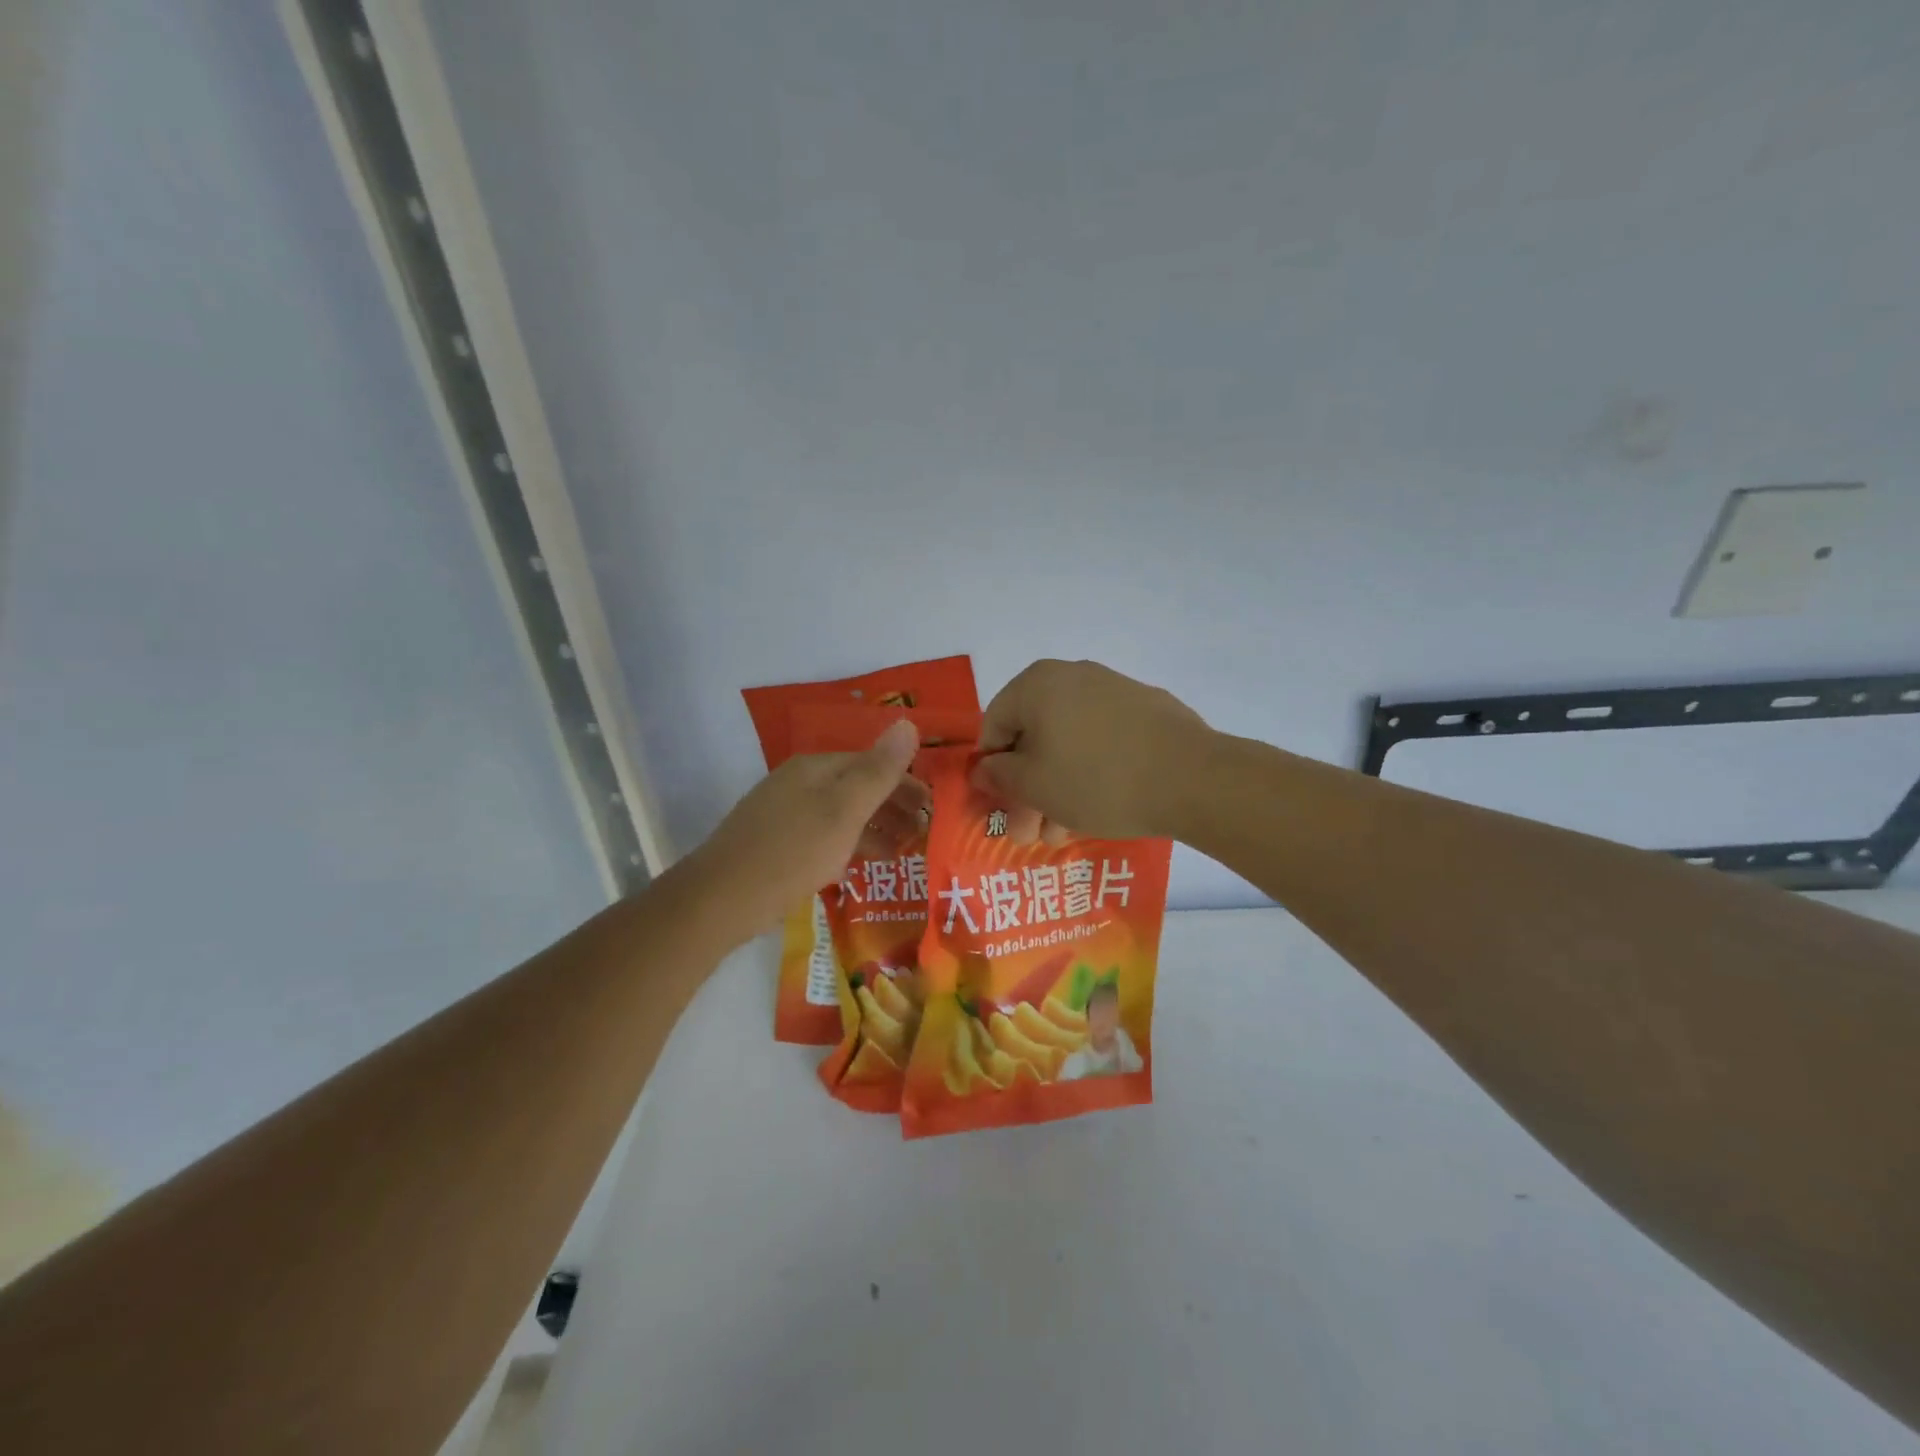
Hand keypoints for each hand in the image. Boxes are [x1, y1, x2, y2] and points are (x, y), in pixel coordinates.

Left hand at [684, 719, 928, 940]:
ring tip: (903, 852)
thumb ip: (879, 771)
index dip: (906, 782)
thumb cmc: (792, 852)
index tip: (933, 808)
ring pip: (841, 813)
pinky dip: (849, 845)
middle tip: (924, 833)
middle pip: (856, 786)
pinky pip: (824, 836)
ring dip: (875, 828)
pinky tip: (861, 866)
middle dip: (893, 806)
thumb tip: (909, 723)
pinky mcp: (776, 844)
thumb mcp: (843, 811)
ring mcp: (784, 813)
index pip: (872, 763)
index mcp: (815, 768)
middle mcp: (799, 783)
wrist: (720, 900)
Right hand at [972, 660, 1209, 843]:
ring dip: (1057, 789)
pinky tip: (1097, 810)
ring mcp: (1114, 691)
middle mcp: (1073, 676)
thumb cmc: (1097, 779)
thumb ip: (999, 776)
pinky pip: (1102, 741)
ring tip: (1061, 835)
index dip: (991, 771)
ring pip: (1069, 743)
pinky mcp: (1147, 711)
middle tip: (1028, 833)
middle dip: (1027, 790)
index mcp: (1037, 683)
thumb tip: (983, 769)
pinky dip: (1091, 772)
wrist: (1193, 778)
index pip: (994, 726)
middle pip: (1033, 737)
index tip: (999, 807)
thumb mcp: (1034, 786)